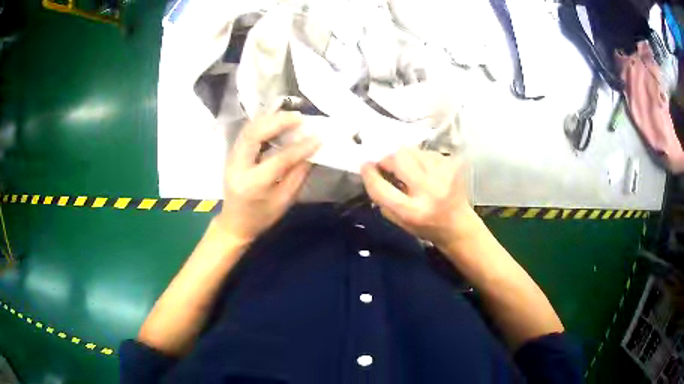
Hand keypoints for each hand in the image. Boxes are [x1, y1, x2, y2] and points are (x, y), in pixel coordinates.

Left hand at [215, 112, 319, 245]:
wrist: (234, 224)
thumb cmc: (260, 218)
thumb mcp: (283, 202)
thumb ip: (297, 175)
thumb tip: (311, 152)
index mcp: (253, 184)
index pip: (278, 159)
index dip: (300, 147)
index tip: (318, 138)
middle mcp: (238, 167)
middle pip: (255, 134)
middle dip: (278, 122)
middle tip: (299, 118)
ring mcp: (232, 158)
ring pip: (248, 129)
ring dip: (270, 119)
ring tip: (290, 117)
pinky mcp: (232, 154)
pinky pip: (247, 132)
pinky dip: (262, 124)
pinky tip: (276, 122)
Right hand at [360, 147, 478, 248]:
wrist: (459, 225)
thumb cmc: (425, 226)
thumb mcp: (399, 221)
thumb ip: (383, 199)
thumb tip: (372, 172)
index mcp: (412, 212)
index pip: (381, 188)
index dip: (369, 174)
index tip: (365, 165)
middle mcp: (429, 191)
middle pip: (398, 159)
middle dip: (388, 159)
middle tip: (388, 166)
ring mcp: (444, 175)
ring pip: (412, 151)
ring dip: (405, 158)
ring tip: (410, 170)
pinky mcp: (453, 165)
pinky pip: (427, 152)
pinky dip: (421, 159)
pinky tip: (426, 171)